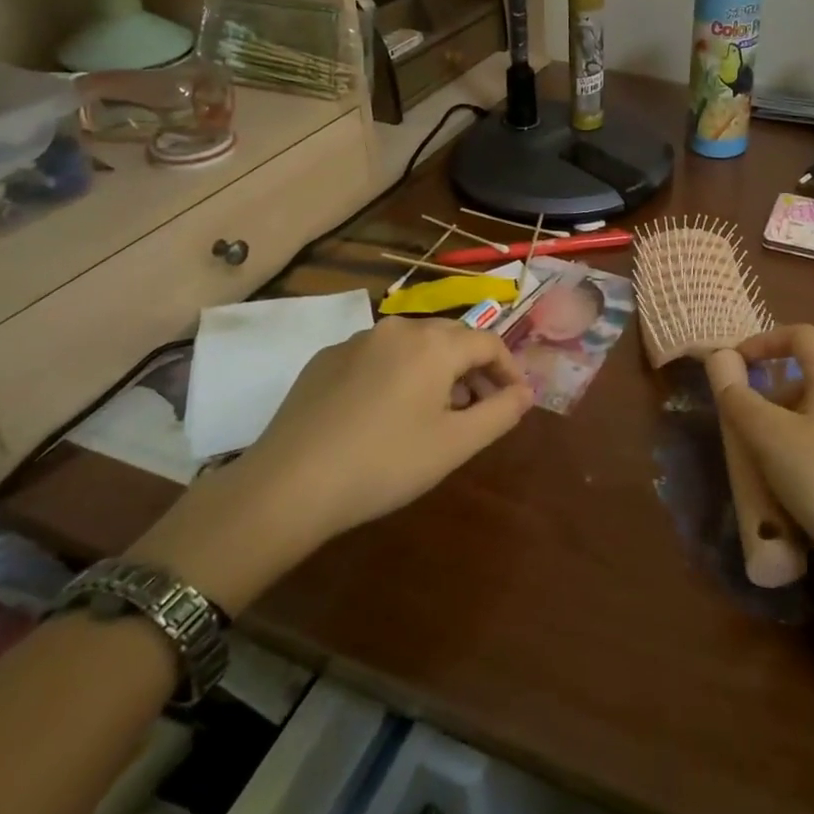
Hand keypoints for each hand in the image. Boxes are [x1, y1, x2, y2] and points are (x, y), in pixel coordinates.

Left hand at [130, 318, 531, 610]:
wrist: (288, 485)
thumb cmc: (385, 464)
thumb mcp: (455, 444)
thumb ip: (500, 412)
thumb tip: (525, 392)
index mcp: (434, 343)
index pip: (488, 342)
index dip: (509, 369)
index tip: (514, 401)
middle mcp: (398, 328)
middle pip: (451, 338)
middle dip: (473, 369)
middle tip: (478, 409)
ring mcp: (357, 340)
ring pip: (413, 346)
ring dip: (435, 371)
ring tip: (435, 413)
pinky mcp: (325, 359)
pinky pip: (377, 356)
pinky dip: (396, 374)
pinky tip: (385, 413)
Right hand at [704, 326, 813, 573]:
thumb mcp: (770, 438)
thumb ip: (740, 399)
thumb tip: (720, 363)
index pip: (800, 335)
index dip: (763, 342)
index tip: (735, 366)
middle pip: (810, 375)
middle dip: (771, 392)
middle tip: (743, 423)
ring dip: (787, 425)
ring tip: (763, 461)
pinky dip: (808, 449)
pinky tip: (796, 488)